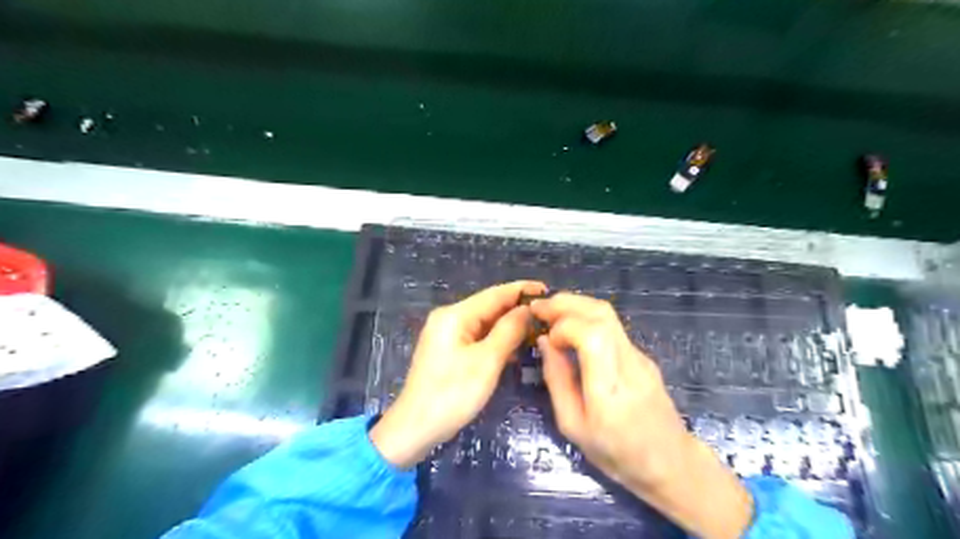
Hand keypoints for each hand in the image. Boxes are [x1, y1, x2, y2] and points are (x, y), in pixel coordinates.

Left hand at [369, 280, 547, 469]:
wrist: (414, 429)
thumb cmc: (452, 394)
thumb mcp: (486, 362)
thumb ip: (509, 331)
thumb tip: (527, 309)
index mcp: (455, 315)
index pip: (495, 294)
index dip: (522, 290)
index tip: (548, 289)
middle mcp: (449, 318)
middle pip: (489, 306)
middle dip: (517, 308)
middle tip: (548, 314)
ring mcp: (446, 334)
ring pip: (484, 323)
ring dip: (509, 325)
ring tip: (538, 328)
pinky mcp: (448, 350)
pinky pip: (477, 337)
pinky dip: (496, 339)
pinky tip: (515, 346)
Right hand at [533, 292, 749, 538]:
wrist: (670, 462)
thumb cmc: (616, 453)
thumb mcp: (573, 426)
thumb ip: (557, 380)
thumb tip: (545, 342)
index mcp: (610, 387)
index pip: (593, 334)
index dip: (564, 326)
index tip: (546, 337)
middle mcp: (629, 362)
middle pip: (601, 313)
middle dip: (566, 303)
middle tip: (539, 307)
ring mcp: (640, 355)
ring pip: (608, 314)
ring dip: (576, 305)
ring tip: (550, 311)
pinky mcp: (642, 355)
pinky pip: (612, 326)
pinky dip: (587, 317)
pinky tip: (572, 327)